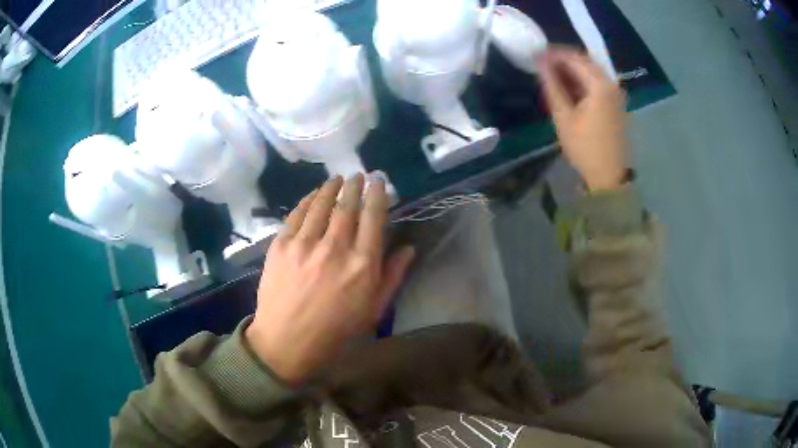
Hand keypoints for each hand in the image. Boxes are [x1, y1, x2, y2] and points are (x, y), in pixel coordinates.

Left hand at [245, 175, 414, 383]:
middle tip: (358, 175)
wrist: (287, 341)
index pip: (374, 218)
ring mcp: (305, 244)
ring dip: (331, 188)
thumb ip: (393, 276)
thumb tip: (408, 248)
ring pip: (321, 204)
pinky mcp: (281, 245)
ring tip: (337, 179)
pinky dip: (307, 200)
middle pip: (347, 206)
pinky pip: (297, 214)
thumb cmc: (336, 330)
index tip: (379, 182)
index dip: (378, 195)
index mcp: (362, 264)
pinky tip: (312, 195)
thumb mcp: (373, 310)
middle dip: (355, 186)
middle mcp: (335, 247)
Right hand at [540, 47, 628, 190]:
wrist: (609, 176)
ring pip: (591, 72)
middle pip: (585, 62)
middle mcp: (611, 84)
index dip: (553, 54)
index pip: (574, 57)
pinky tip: (569, 88)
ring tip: (552, 75)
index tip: (535, 55)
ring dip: (572, 70)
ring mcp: (616, 94)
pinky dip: (582, 81)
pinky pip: (597, 83)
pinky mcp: (616, 104)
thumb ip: (552, 85)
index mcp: (600, 85)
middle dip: (563, 60)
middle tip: (542, 64)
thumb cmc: (584, 147)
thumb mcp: (563, 116)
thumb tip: (540, 62)